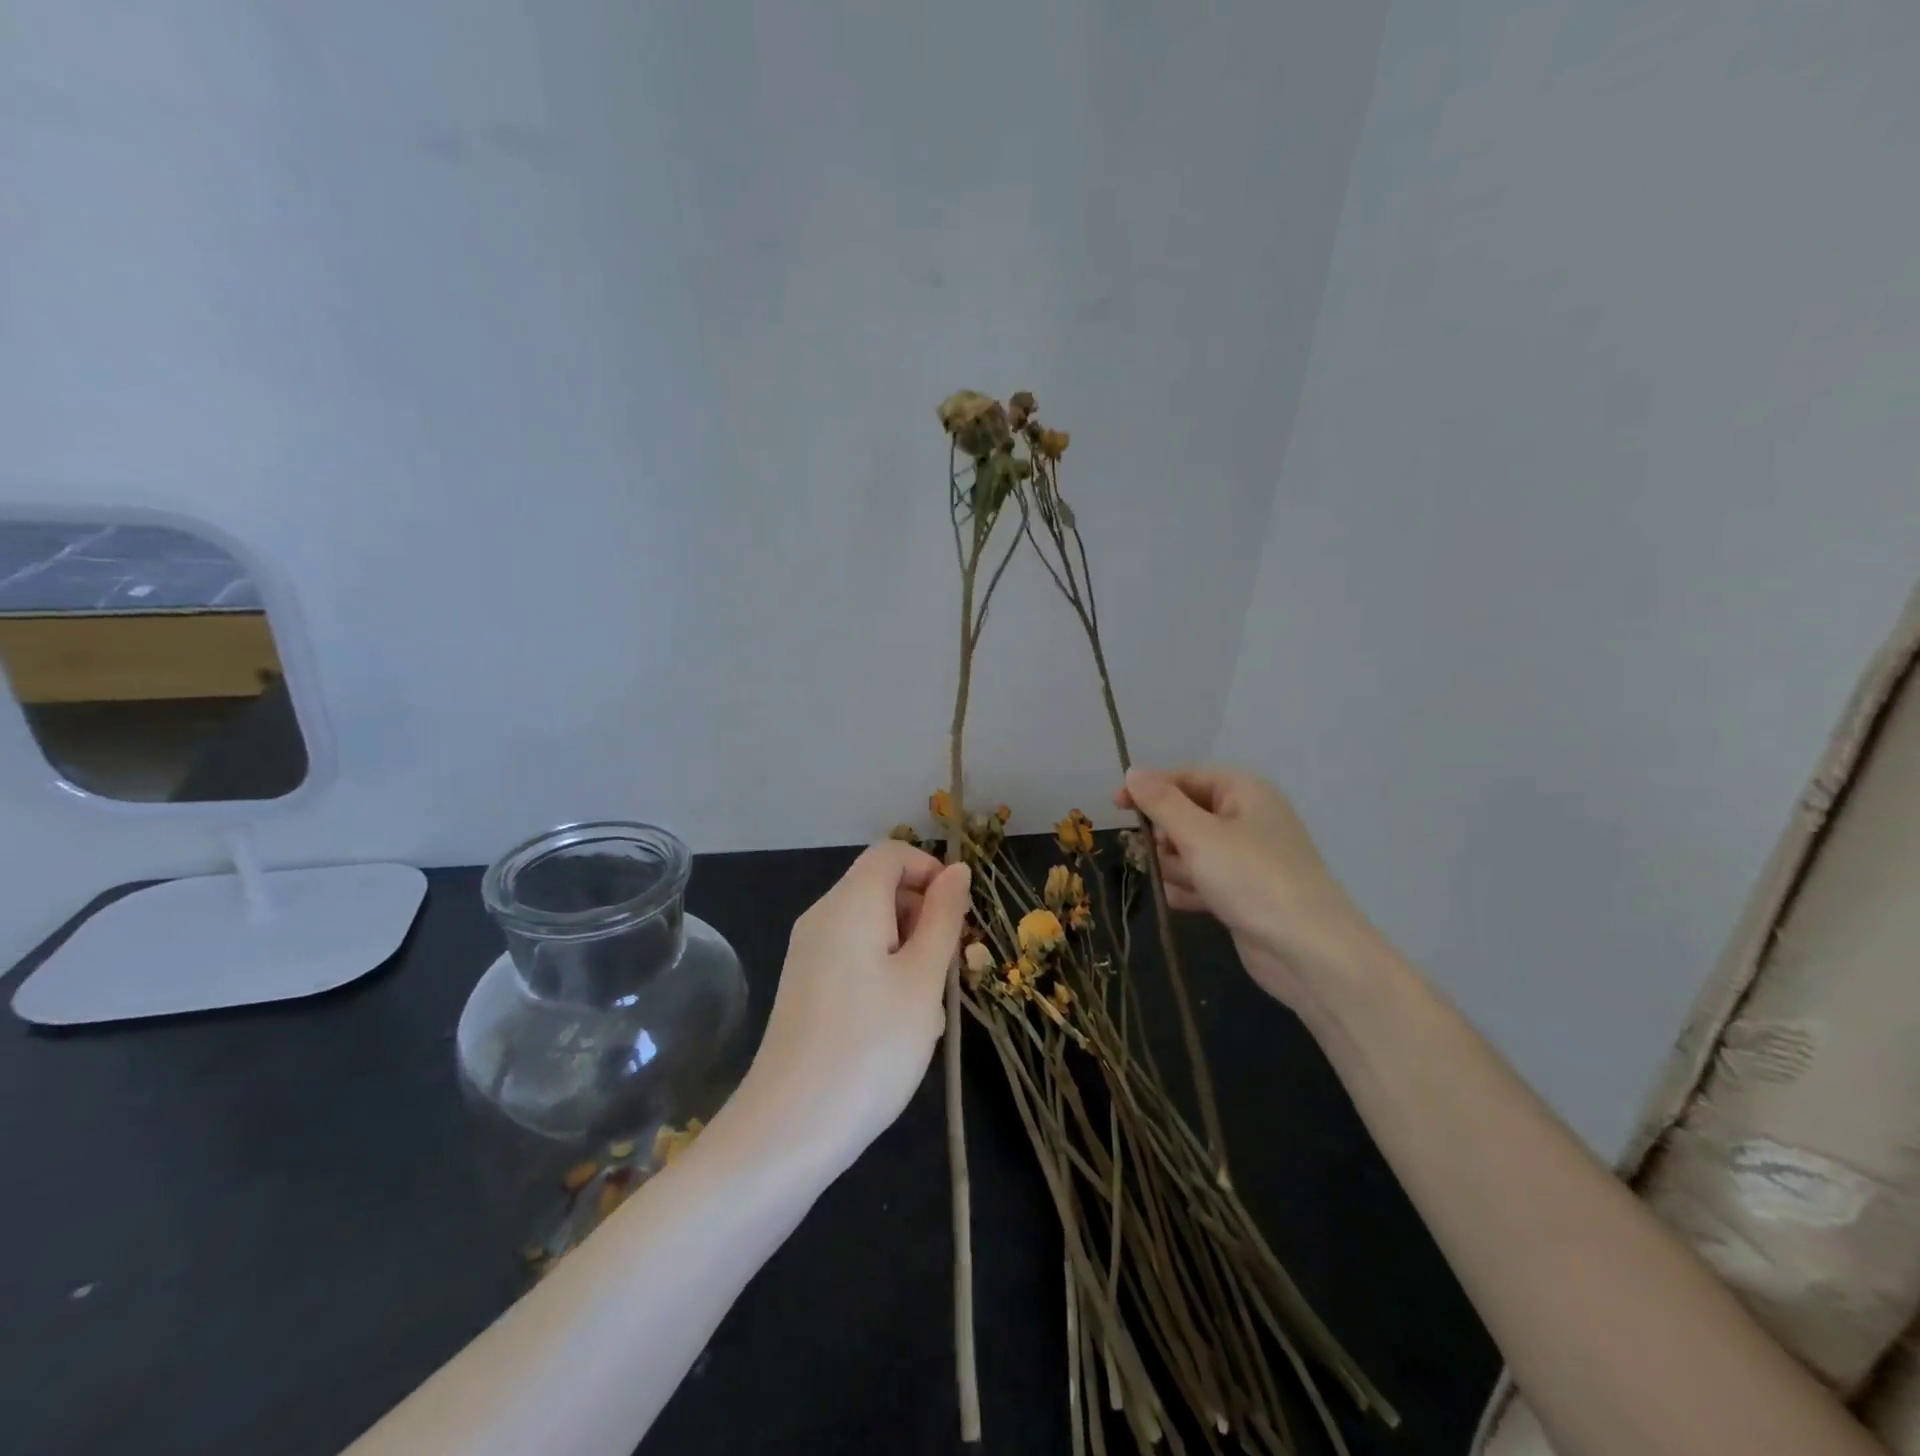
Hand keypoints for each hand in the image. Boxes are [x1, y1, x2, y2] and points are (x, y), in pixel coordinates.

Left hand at [738, 840, 971, 1169]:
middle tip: (946, 972)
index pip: (892, 853)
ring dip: (908, 951)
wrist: (789, 1130)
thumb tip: (956, 870)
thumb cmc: (871, 1048)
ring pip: (872, 926)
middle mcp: (822, 916)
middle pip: (880, 887)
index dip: (930, 871)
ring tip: (923, 1008)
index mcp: (850, 904)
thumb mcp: (922, 979)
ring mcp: (808, 952)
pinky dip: (883, 972)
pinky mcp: (805, 985)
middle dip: (923, 916)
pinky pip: (853, 956)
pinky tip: (894, 1025)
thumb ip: (943, 918)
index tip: (957, 918)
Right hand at [1118, 766, 1379, 1009]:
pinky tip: (1190, 904)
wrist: (1308, 952)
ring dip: (1177, 868)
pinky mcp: (1242, 892)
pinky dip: (1191, 890)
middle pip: (1184, 816)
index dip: (1149, 790)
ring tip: (1189, 886)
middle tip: (1160, 856)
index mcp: (1243, 792)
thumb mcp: (1199, 835)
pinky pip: (1201, 880)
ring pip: (1188, 851)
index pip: (1184, 778)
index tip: (1115, 807)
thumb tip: (1133, 771)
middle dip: (1166, 838)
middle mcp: (1245, 818)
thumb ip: (1161, 802)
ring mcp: (1245, 858)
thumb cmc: (1252, 879)